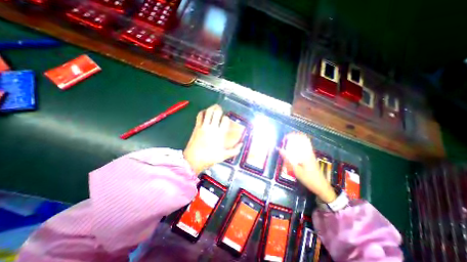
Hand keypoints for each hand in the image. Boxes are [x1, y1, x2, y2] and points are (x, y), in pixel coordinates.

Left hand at [184, 104, 241, 173]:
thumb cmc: (209, 158)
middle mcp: (212, 127)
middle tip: (221, 109)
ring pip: (208, 112)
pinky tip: (205, 112)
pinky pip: (199, 116)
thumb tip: (242, 144)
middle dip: (219, 109)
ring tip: (214, 107)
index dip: (226, 118)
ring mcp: (203, 126)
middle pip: (216, 113)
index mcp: (219, 133)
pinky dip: (202, 112)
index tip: (226, 120)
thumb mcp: (224, 156)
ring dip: (211, 108)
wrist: (193, 160)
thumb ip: (234, 150)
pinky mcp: (196, 127)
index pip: (225, 120)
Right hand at [278, 133, 337, 201]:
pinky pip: (303, 147)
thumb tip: (279, 149)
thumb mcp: (296, 169)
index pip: (300, 138)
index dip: (292, 135)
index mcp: (306, 152)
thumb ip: (287, 158)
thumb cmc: (308, 178)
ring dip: (295, 141)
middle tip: (284, 141)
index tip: (284, 138)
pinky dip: (297, 146)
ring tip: (286, 145)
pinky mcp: (310, 157)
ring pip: (303, 142)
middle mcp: (309, 151)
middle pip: (302, 138)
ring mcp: (310, 154)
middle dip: (292, 137)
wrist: (321, 187)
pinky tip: (292, 151)